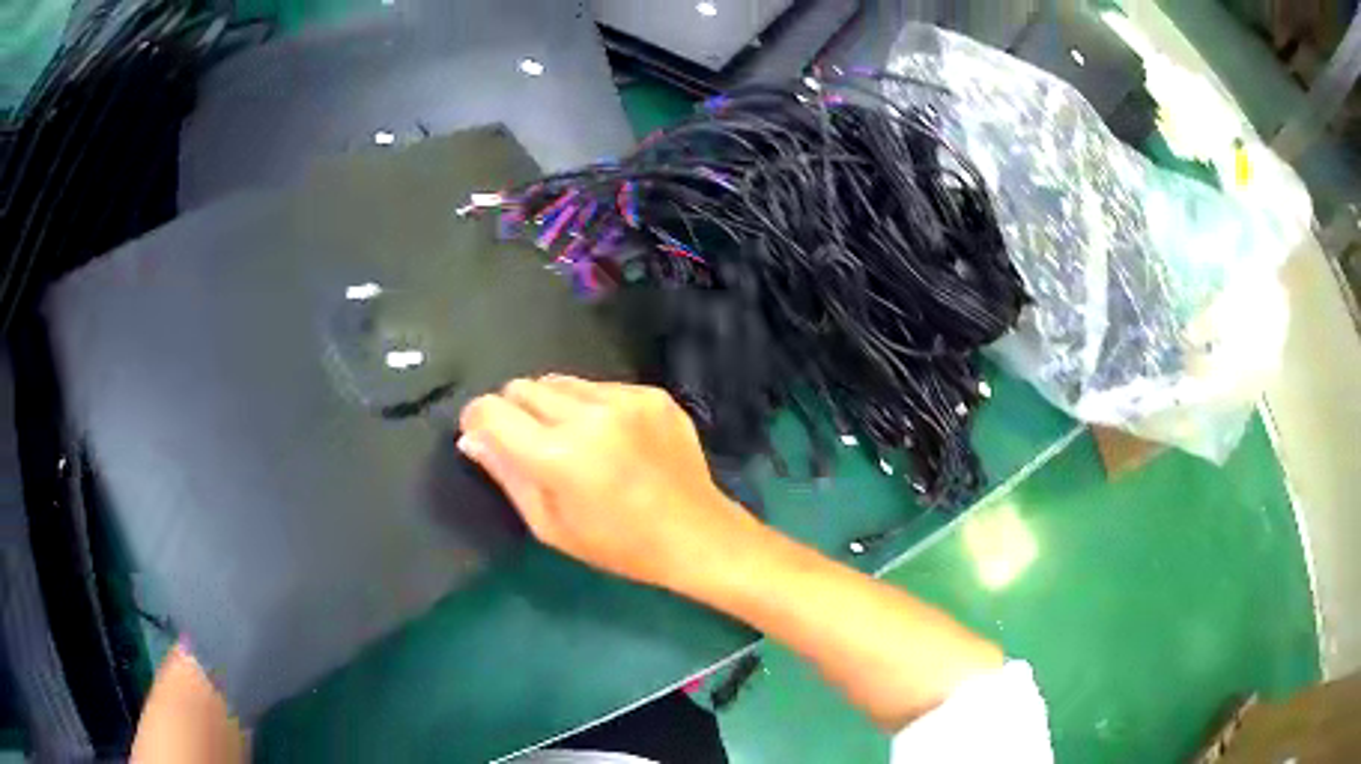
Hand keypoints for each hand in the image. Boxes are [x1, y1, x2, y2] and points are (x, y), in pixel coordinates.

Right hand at [458, 375, 759, 590]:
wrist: (696, 535)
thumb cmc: (618, 545)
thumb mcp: (550, 526)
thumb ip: (506, 475)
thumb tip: (471, 437)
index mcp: (559, 455)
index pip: (491, 409)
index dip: (477, 419)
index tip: (483, 435)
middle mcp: (589, 415)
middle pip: (523, 387)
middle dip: (514, 411)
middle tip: (531, 445)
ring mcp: (625, 399)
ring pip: (560, 381)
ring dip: (552, 406)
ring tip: (575, 442)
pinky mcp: (651, 394)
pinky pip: (600, 386)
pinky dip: (591, 407)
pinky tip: (612, 439)